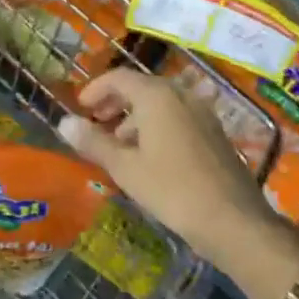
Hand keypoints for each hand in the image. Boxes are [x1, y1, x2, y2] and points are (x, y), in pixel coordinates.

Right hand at [60, 67, 295, 273]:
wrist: (235, 221)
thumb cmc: (173, 190)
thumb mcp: (126, 168)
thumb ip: (94, 142)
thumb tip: (63, 122)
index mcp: (156, 95)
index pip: (119, 78)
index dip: (96, 89)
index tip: (80, 107)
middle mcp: (180, 94)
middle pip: (141, 87)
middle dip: (115, 102)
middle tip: (96, 123)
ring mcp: (202, 111)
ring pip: (160, 103)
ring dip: (136, 117)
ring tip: (120, 145)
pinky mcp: (214, 131)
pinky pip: (178, 116)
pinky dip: (158, 125)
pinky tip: (151, 156)